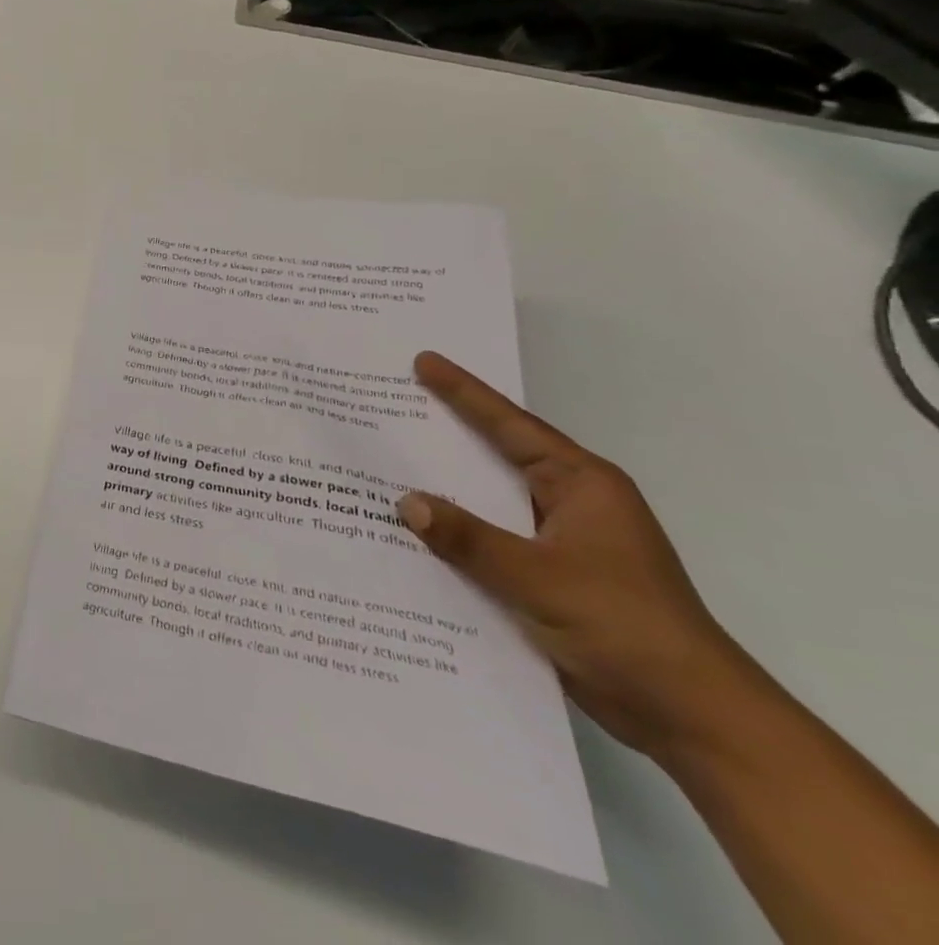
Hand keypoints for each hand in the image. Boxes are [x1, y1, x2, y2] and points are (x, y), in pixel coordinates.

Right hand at [399, 353, 764, 760]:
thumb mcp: (538, 578)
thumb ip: (469, 539)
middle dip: (447, 434)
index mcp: (582, 485)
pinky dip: (457, 535)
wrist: (693, 719)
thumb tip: (406, 502)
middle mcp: (571, 503)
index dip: (464, 393)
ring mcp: (561, 542)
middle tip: (393, 404)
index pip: (511, 426)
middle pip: (497, 456)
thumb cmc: (625, 627)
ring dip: (447, 490)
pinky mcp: (550, 578)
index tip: (423, 361)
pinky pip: (491, 542)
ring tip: (387, 465)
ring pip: (490, 502)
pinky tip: (414, 534)